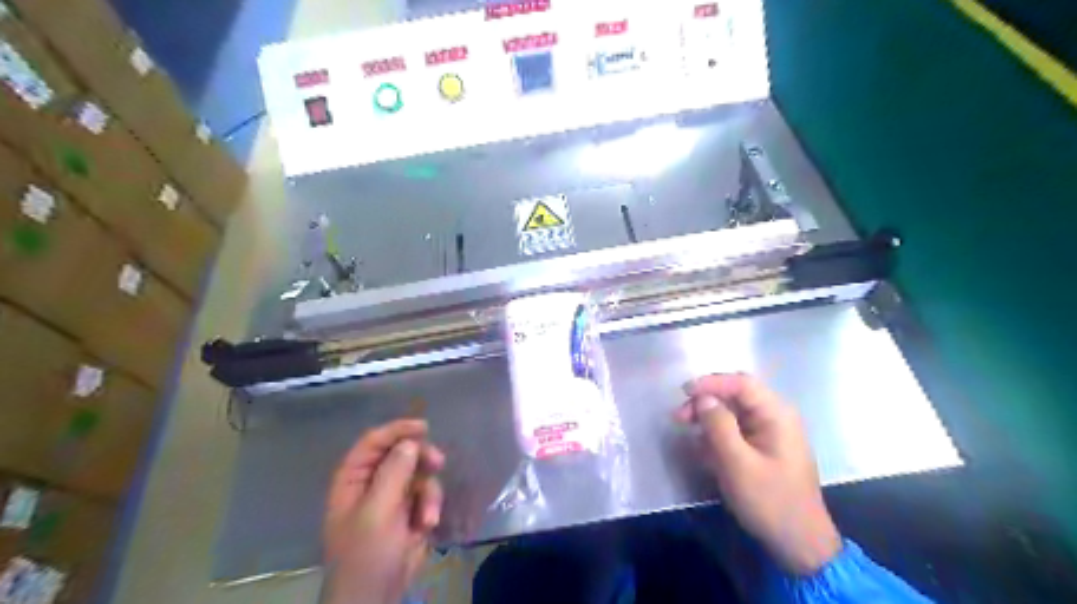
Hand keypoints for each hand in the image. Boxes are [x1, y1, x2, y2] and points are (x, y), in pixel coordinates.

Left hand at [326, 419, 447, 603]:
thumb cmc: (366, 554)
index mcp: (353, 479)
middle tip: (437, 462)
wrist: (375, 596)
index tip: (423, 428)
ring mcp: (393, 497)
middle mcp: (373, 482)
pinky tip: (427, 526)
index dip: (397, 430)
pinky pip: (427, 494)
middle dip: (421, 459)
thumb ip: (394, 473)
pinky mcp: (411, 511)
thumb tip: (410, 442)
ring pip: (419, 473)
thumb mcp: (377, 512)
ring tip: (427, 517)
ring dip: (428, 492)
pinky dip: (430, 507)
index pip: (373, 442)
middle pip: (401, 453)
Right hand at [671, 372, 839, 574]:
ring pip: (733, 412)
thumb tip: (702, 398)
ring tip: (686, 430)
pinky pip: (736, 430)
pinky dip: (717, 434)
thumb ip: (718, 426)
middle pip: (736, 395)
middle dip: (706, 401)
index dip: (710, 383)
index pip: (741, 383)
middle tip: (680, 417)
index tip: (682, 392)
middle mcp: (776, 416)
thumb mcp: (738, 464)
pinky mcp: (763, 448)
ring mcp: (770, 432)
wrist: (799, 544)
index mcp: (777, 414)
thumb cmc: (770, 501)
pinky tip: (702, 447)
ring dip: (708, 418)